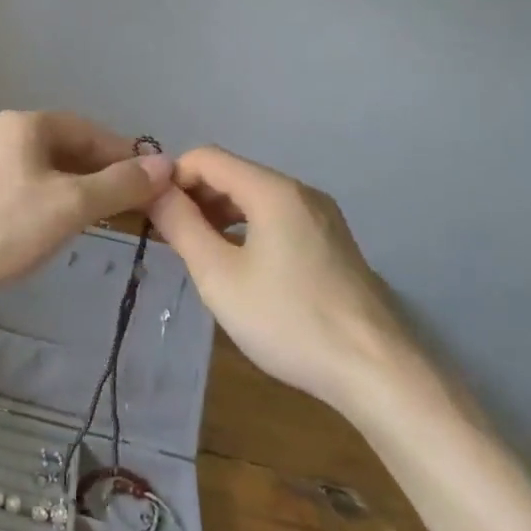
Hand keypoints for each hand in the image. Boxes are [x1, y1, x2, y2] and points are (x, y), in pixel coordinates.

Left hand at [0, 111, 172, 318]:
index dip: (123, 154)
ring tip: (95, 216)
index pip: (89, 130)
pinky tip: (49, 223)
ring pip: (40, 165)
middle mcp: (0, 130)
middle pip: (64, 146)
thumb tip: (166, 165)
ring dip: (72, 186)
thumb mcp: (71, 206)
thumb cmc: (4, 226)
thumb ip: (119, 185)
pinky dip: (44, 196)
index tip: (149, 182)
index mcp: (25, 124)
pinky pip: (18, 182)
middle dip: (98, 172)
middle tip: (127, 203)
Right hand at [148, 145, 412, 409]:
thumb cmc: (288, 320)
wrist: (377, 373)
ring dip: (219, 214)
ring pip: (255, 197)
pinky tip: (239, 266)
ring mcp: (322, 216)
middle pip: (232, 174)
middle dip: (194, 196)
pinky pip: (277, 218)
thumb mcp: (219, 276)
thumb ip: (181, 226)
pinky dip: (247, 228)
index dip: (172, 178)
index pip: (206, 157)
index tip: (153, 214)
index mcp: (272, 190)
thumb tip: (153, 190)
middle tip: (170, 236)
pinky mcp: (332, 242)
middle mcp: (299, 191)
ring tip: (198, 253)